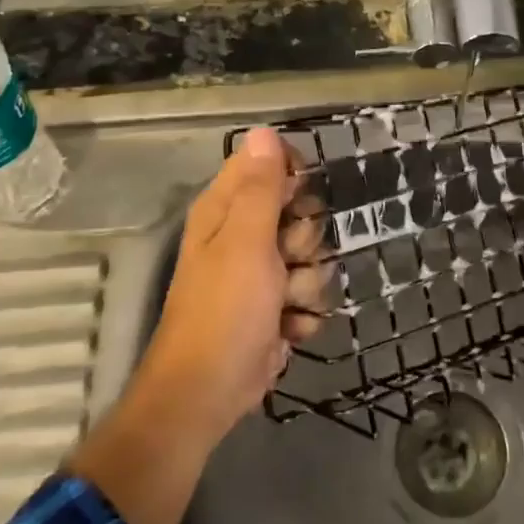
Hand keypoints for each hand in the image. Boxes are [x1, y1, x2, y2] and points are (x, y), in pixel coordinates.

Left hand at [125, 127, 329, 446]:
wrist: (209, 393)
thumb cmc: (224, 310)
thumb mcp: (246, 241)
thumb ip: (261, 186)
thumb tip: (263, 130)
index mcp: (227, 208)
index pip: (270, 163)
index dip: (293, 176)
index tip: (299, 199)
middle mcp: (244, 233)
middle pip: (302, 210)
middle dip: (306, 238)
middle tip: (286, 258)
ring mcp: (262, 273)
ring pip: (314, 256)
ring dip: (307, 283)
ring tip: (283, 303)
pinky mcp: (277, 306)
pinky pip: (312, 293)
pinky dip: (304, 313)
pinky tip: (287, 328)